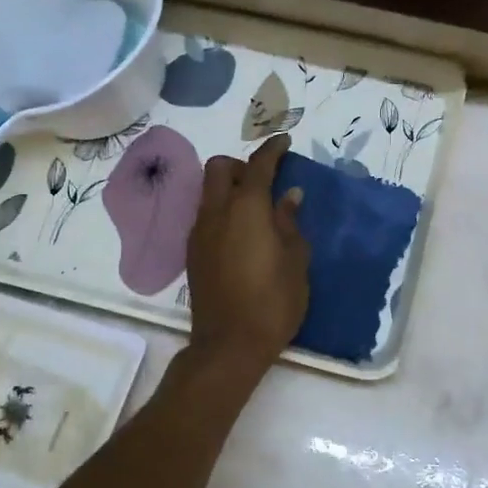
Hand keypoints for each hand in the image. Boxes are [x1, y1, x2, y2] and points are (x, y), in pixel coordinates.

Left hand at [186, 134, 310, 369]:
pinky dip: (222, 210)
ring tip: (255, 209)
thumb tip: (289, 196)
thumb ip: (290, 222)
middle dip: (242, 165)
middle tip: (266, 181)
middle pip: (219, 167)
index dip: (273, 149)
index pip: (258, 165)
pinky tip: (241, 234)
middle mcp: (216, 212)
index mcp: (246, 208)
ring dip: (229, 188)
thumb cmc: (273, 301)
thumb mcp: (295, 260)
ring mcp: (199, 232)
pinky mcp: (192, 253)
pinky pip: (205, 215)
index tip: (286, 142)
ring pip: (208, 191)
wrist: (229, 345)